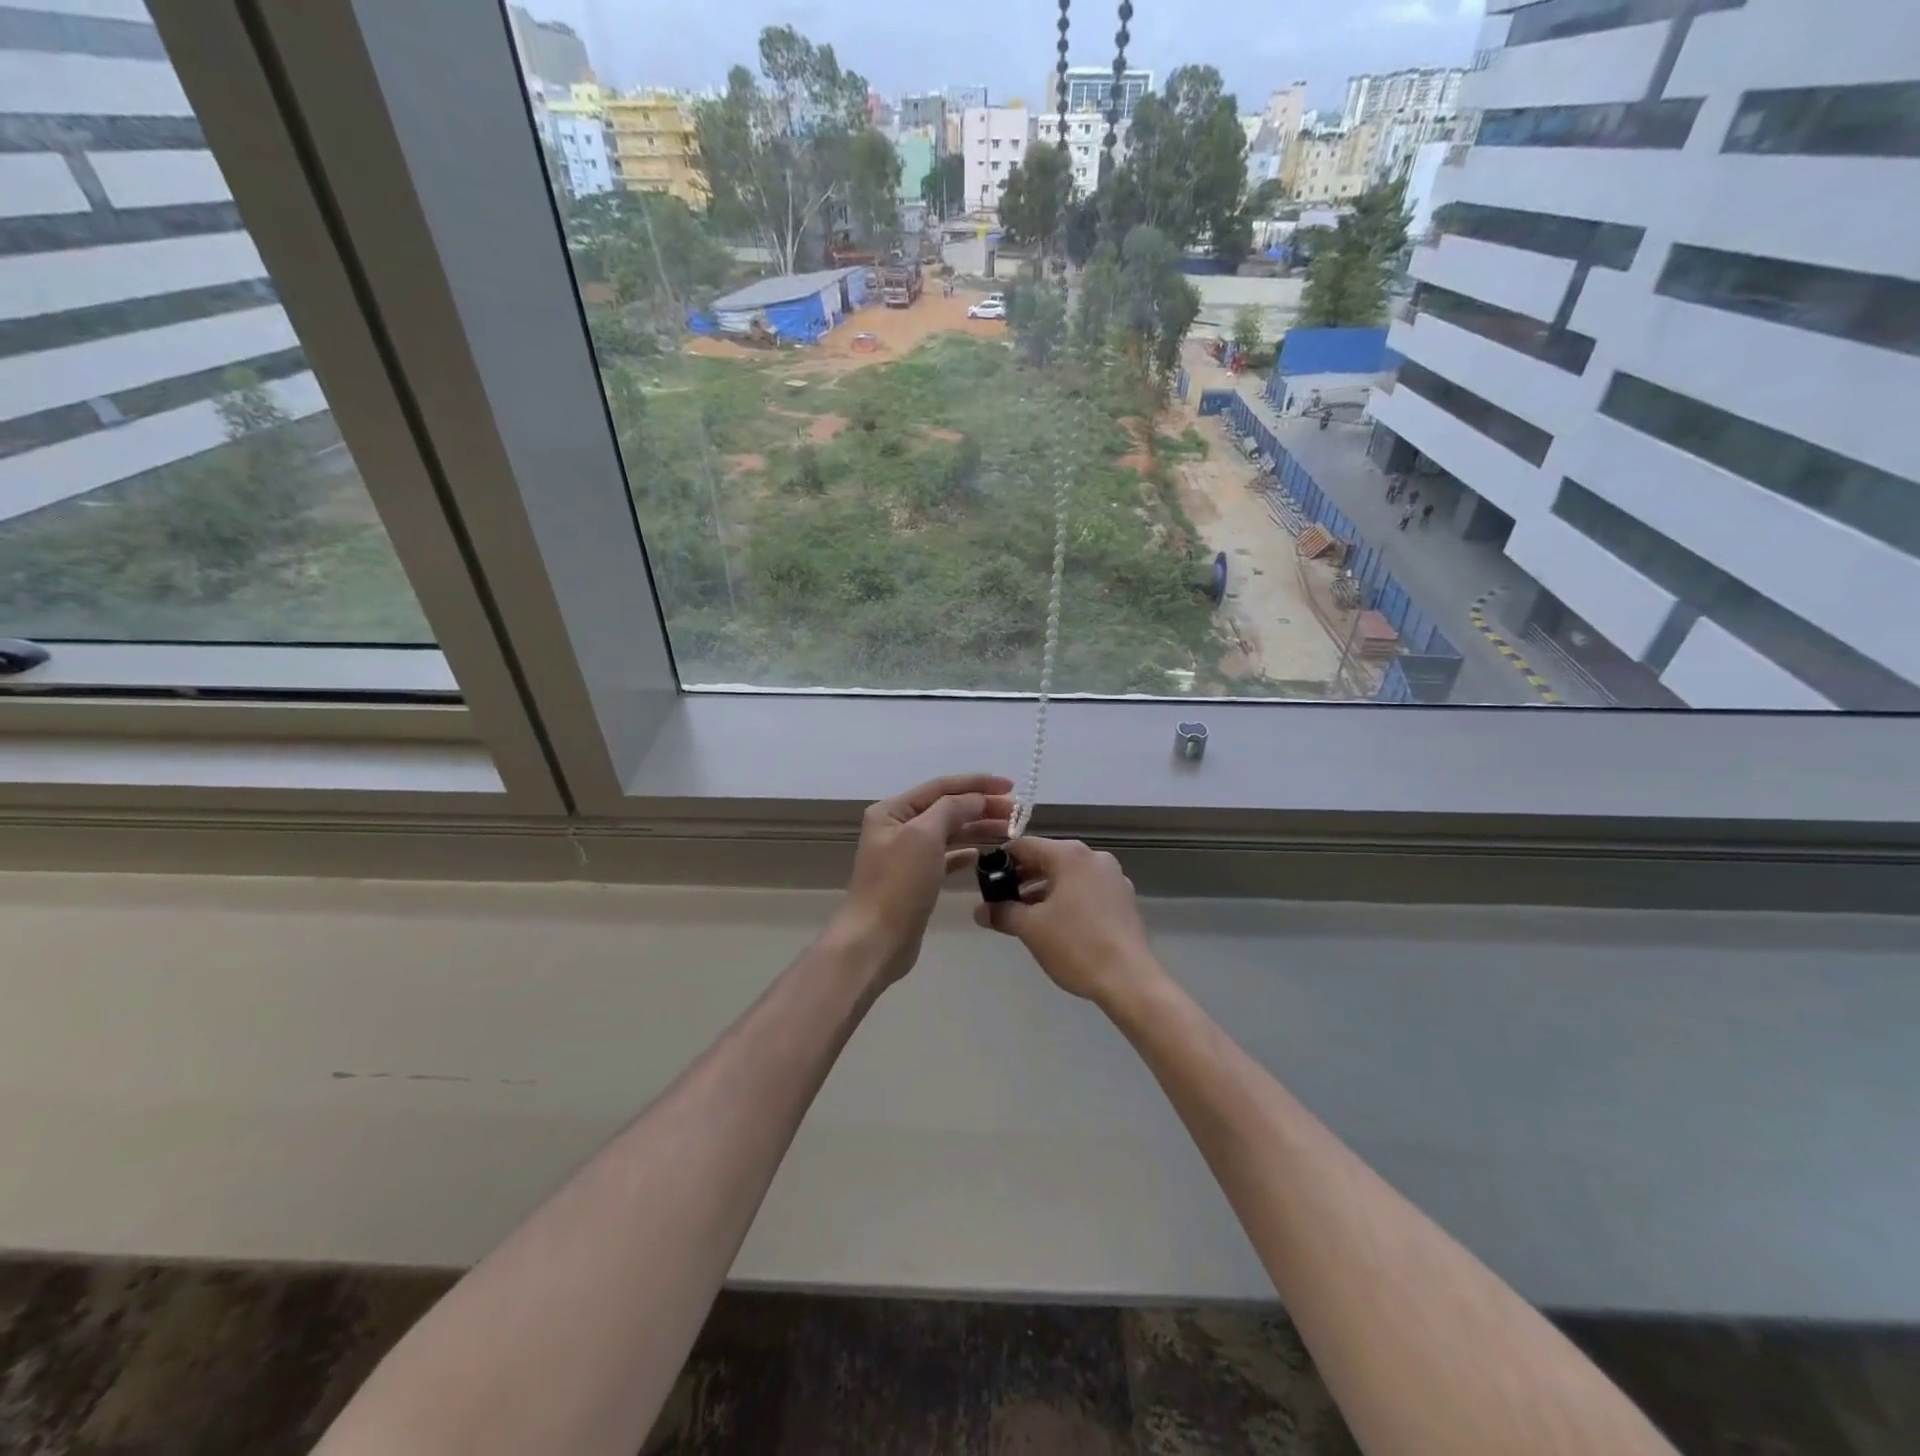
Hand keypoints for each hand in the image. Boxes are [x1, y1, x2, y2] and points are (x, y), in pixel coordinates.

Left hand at [832, 773, 1013, 989]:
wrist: (875, 942)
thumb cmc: (898, 885)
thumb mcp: (924, 836)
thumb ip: (952, 809)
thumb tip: (977, 799)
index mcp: (892, 811)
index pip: (941, 787)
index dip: (977, 784)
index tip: (1011, 786)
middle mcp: (897, 828)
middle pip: (947, 808)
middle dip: (982, 806)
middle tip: (1017, 812)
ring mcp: (906, 855)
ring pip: (949, 832)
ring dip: (978, 828)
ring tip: (1010, 830)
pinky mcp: (916, 880)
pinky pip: (946, 857)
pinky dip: (965, 853)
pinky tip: (983, 855)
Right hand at [972, 837, 1162, 1007]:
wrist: (1129, 979)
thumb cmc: (1075, 945)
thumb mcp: (1031, 928)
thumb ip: (1002, 912)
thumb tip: (980, 910)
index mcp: (1070, 855)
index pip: (1024, 846)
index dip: (1001, 861)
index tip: (986, 882)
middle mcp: (1094, 857)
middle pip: (1048, 858)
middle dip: (1022, 878)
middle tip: (1001, 901)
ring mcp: (1113, 877)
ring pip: (1068, 875)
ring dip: (1044, 890)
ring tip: (1024, 916)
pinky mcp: (1123, 898)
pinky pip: (1086, 889)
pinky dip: (1067, 898)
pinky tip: (1056, 924)